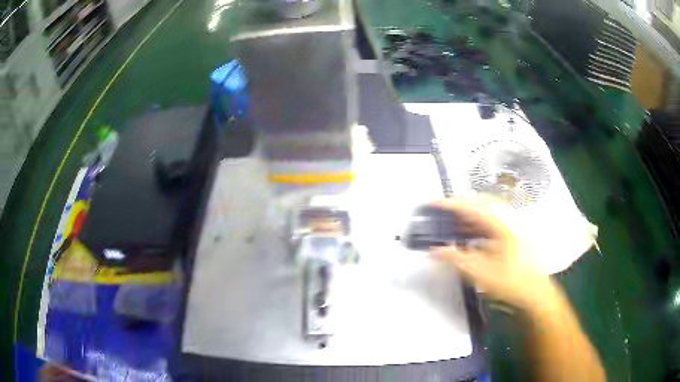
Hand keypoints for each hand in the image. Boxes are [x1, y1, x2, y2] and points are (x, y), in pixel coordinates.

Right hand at [431, 197, 551, 309]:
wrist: (535, 295)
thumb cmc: (512, 284)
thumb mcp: (481, 273)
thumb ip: (456, 259)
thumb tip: (435, 251)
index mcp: (503, 224)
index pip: (473, 207)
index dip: (451, 204)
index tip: (434, 203)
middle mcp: (510, 219)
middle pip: (481, 203)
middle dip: (460, 205)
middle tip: (443, 211)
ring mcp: (514, 225)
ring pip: (488, 212)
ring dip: (469, 215)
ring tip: (453, 223)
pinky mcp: (515, 234)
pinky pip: (493, 221)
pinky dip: (478, 224)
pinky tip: (470, 235)